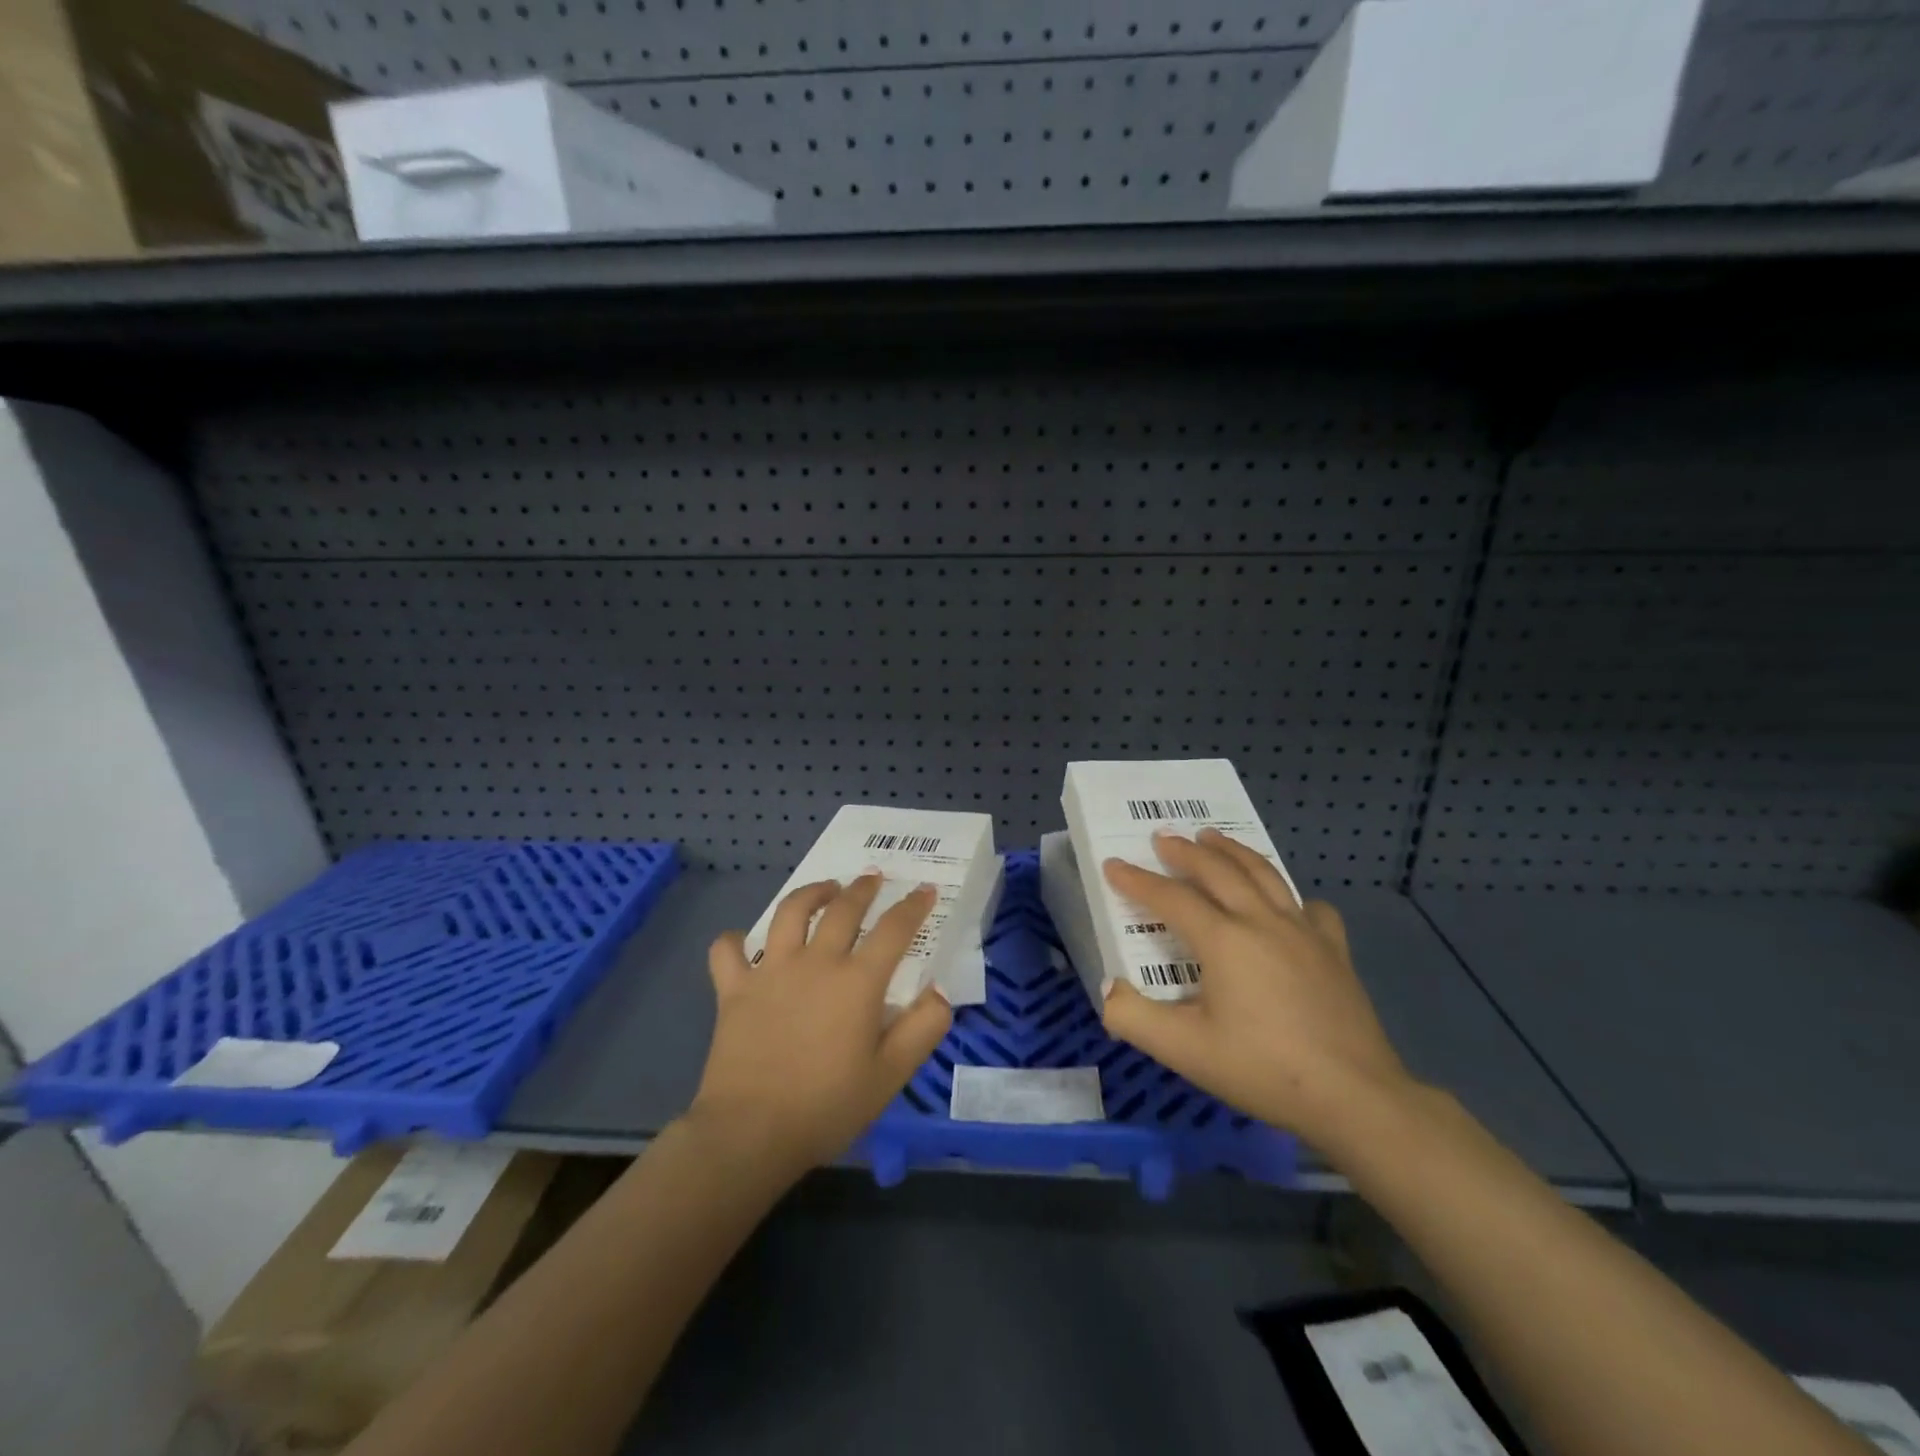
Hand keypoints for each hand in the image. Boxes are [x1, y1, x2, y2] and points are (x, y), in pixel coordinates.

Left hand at [688, 875, 952, 1179]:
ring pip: (790, 912)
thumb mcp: (891, 1075)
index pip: (894, 929)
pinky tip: (742, 942)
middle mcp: (816, 962)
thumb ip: (923, 1028)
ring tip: (824, 889)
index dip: (913, 906)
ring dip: (810, 893)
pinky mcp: (734, 989)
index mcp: (857, 981)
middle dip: (863, 888)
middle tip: (873, 877)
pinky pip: (727, 951)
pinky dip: (734, 941)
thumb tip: (939, 992)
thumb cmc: (828, 1106)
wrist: (751, 1132)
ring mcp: (771, 971)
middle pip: (843, 909)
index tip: (925, 890)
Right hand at [1100, 829, 1417, 1150]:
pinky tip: (1287, 904)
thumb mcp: (1184, 1051)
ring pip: (1263, 874)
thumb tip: (1108, 989)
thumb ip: (1134, 1018)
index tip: (1112, 865)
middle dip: (1185, 851)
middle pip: (1218, 871)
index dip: (1137, 880)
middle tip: (1163, 838)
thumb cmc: (1262, 1070)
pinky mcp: (1334, 950)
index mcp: (1224, 940)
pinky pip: (1310, 907)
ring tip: (1213, 838)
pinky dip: (1290, 895)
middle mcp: (1262, 921)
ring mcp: (1303, 931)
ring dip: (1232, 852)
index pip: (1170, 898)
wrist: (1354, 1097)